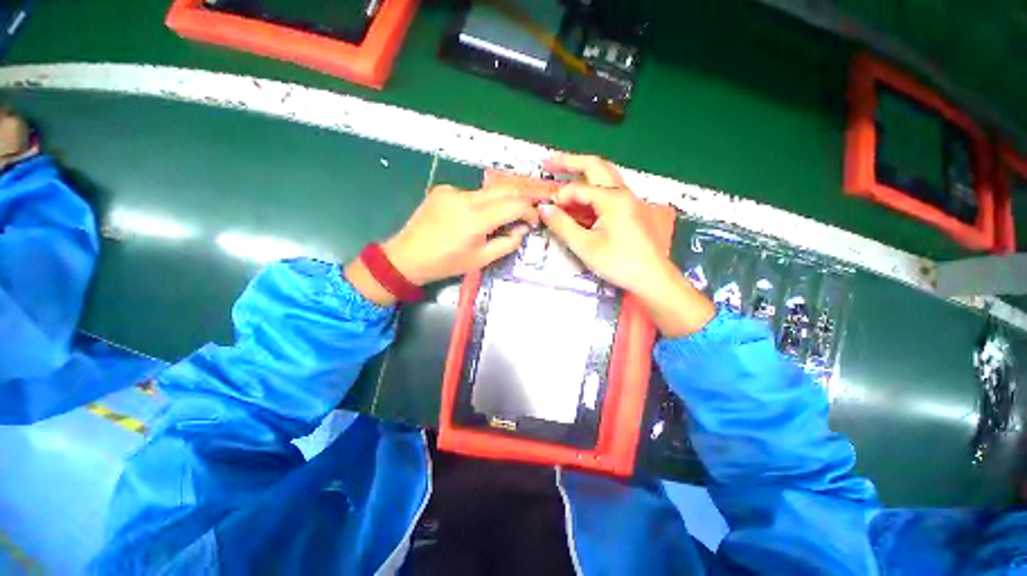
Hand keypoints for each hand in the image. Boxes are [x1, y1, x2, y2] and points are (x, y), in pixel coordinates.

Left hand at [346, 184, 548, 304]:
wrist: (408, 257)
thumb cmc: (447, 263)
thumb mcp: (482, 259)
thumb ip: (507, 243)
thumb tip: (521, 229)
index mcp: (477, 218)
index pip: (515, 204)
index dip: (530, 211)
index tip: (533, 221)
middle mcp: (466, 197)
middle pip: (504, 189)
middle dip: (520, 201)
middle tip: (525, 215)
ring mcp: (453, 190)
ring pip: (488, 191)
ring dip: (500, 202)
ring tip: (499, 220)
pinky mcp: (443, 189)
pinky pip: (471, 193)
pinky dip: (480, 203)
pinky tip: (473, 217)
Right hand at [540, 154, 714, 335]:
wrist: (652, 278)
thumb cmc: (619, 263)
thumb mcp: (585, 247)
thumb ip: (562, 226)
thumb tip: (543, 209)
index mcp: (612, 198)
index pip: (577, 189)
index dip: (559, 198)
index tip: (547, 212)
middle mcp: (622, 192)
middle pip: (594, 166)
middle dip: (569, 162)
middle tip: (547, 163)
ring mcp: (628, 200)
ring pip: (603, 176)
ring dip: (582, 173)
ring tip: (562, 174)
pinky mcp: (629, 210)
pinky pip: (607, 191)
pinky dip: (590, 190)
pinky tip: (580, 199)